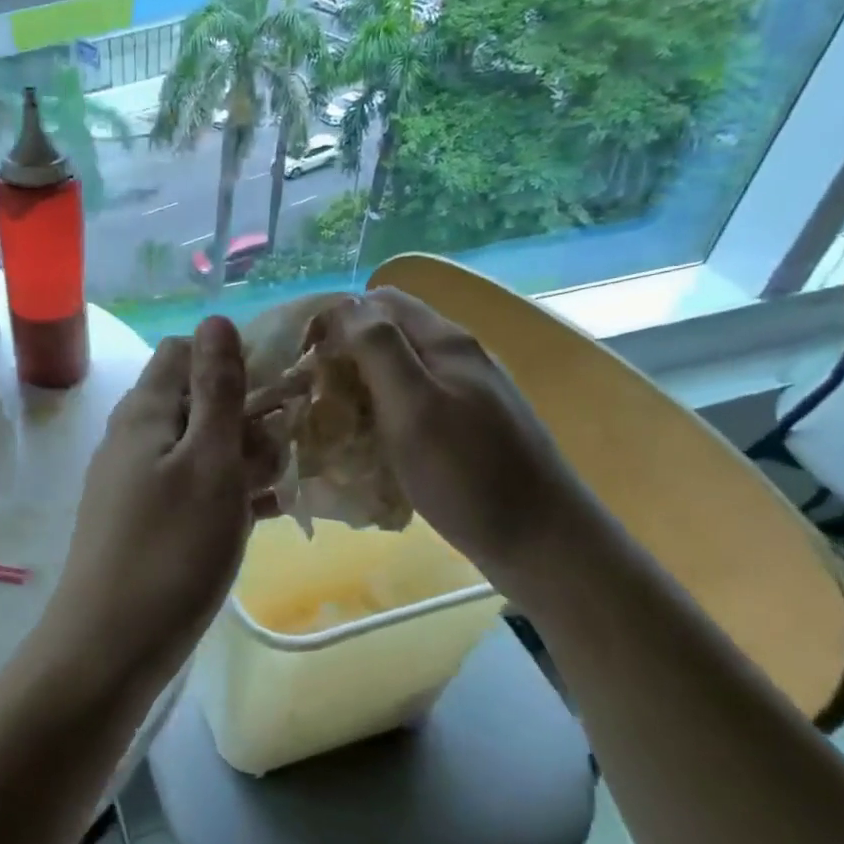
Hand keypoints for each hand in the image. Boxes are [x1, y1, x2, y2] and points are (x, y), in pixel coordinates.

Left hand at [45, 316, 274, 681]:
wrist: (109, 648)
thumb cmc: (171, 550)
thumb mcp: (208, 461)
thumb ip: (216, 390)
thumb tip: (216, 319)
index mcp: (144, 411)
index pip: (185, 353)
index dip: (233, 358)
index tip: (280, 388)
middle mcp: (133, 437)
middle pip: (194, 400)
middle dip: (246, 414)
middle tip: (286, 451)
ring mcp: (134, 482)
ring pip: (198, 448)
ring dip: (242, 456)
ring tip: (283, 485)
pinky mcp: (143, 521)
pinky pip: (191, 488)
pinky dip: (226, 492)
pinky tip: (264, 515)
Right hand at [308, 289, 587, 572]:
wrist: (542, 542)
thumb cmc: (469, 475)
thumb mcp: (415, 407)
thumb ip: (380, 350)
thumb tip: (345, 305)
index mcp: (445, 342)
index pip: (378, 301)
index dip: (335, 318)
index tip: (301, 356)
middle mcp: (458, 356)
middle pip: (389, 333)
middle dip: (344, 352)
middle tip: (311, 390)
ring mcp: (467, 391)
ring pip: (400, 368)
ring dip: (362, 383)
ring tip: (331, 417)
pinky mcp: (469, 425)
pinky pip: (414, 401)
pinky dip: (384, 411)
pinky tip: (370, 441)